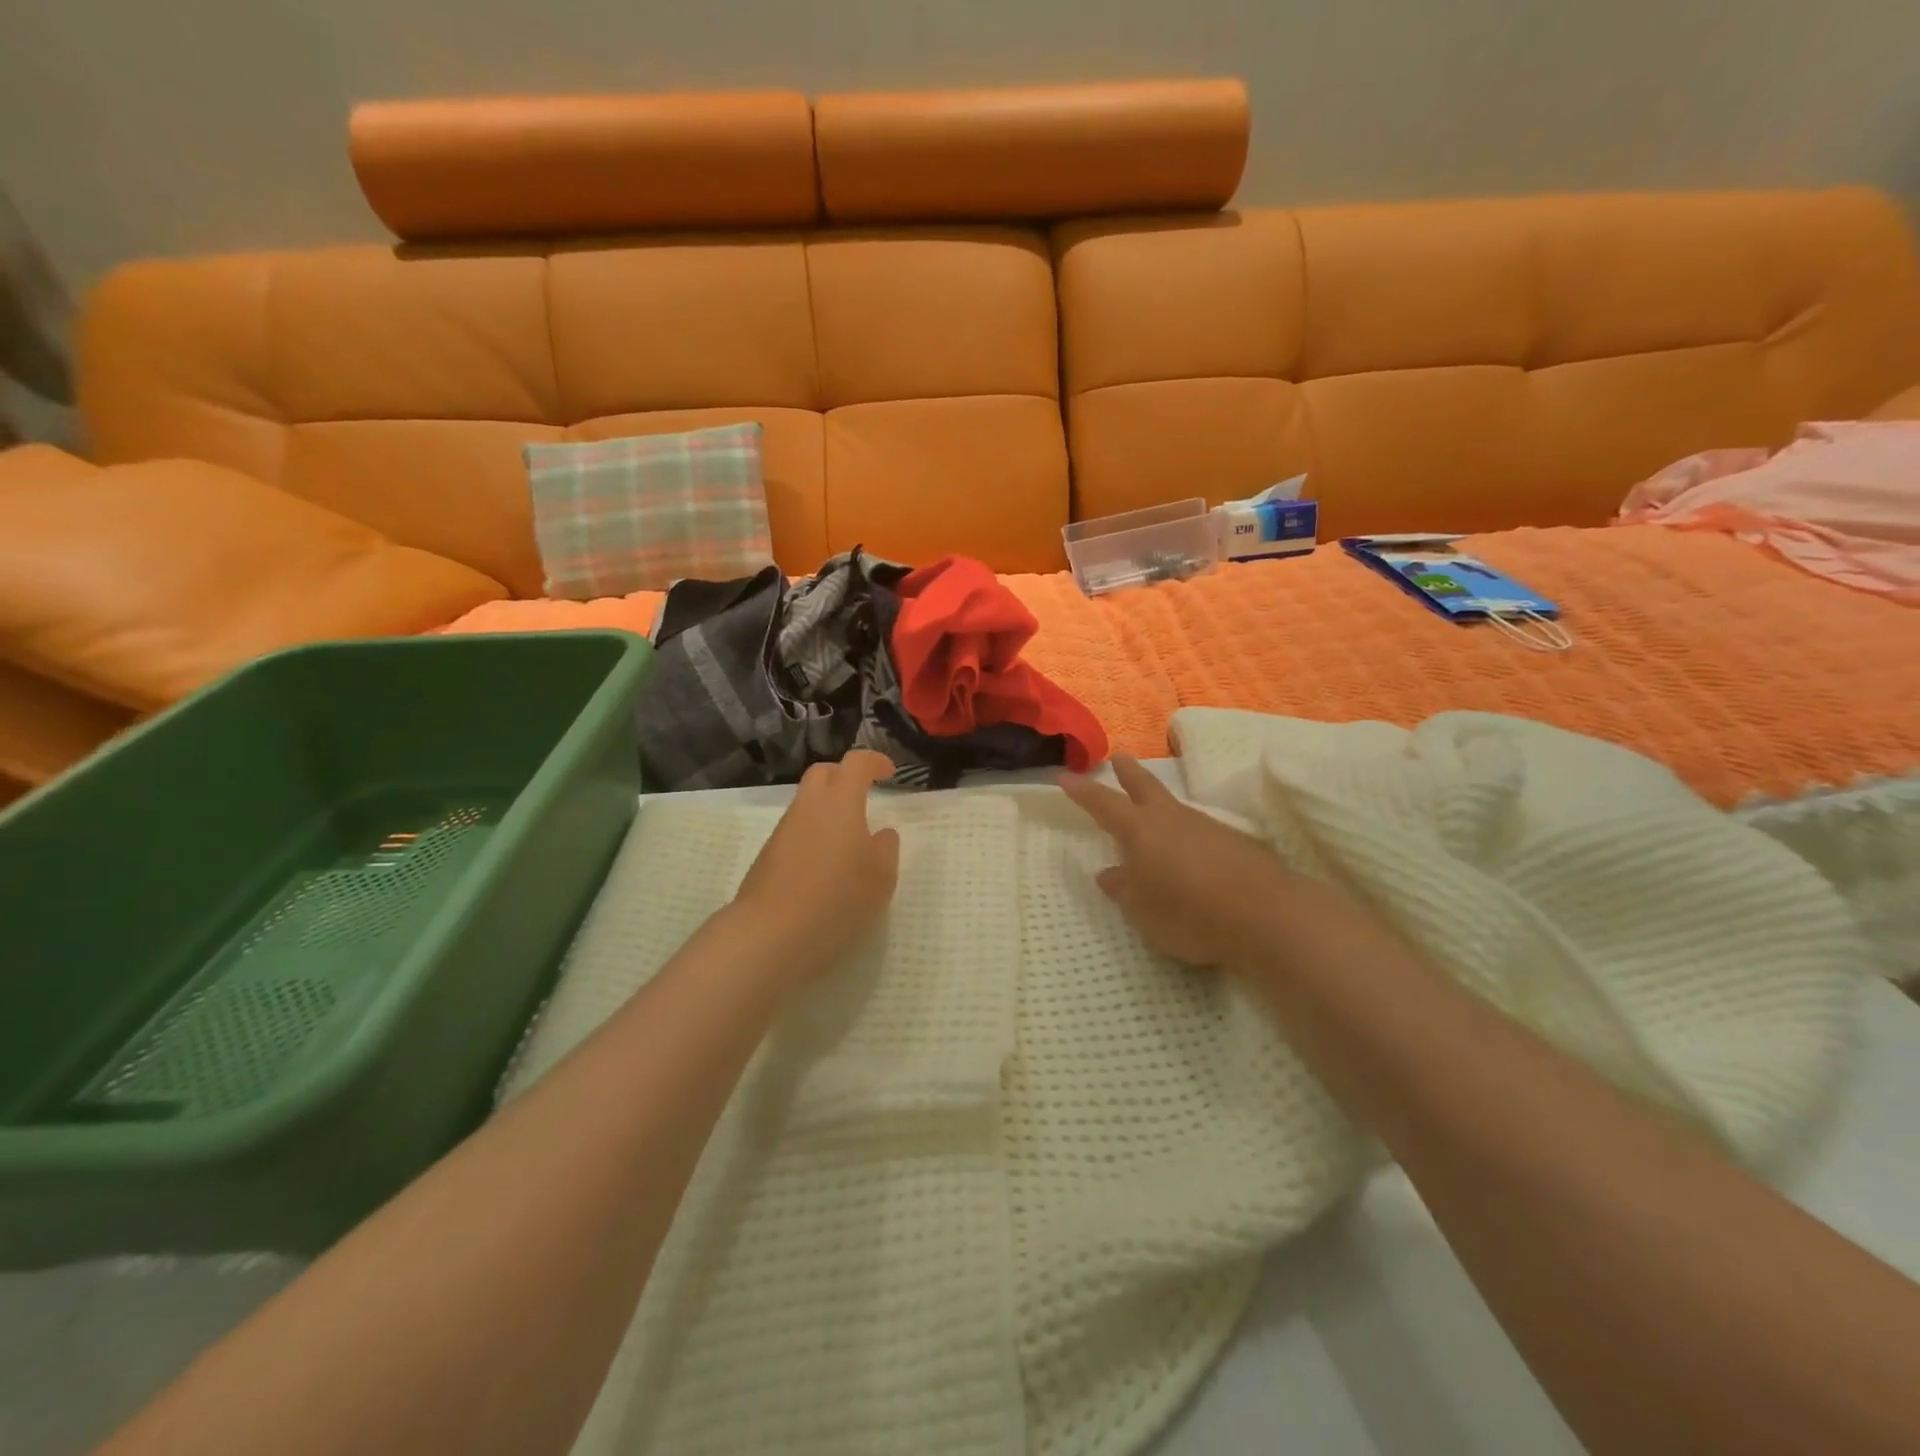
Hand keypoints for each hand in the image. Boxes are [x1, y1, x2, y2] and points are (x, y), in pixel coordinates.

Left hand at [728, 750, 901, 985]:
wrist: (771, 934)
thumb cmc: (838, 900)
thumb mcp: (881, 879)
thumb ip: (886, 849)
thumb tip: (882, 834)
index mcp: (840, 803)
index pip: (856, 764)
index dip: (874, 762)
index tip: (889, 772)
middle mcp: (808, 807)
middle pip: (823, 773)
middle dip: (844, 776)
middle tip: (863, 795)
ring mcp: (783, 831)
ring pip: (807, 803)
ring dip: (827, 809)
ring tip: (848, 840)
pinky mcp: (768, 855)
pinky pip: (796, 831)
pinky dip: (813, 834)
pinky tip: (825, 866)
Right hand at [1059, 754, 1289, 965]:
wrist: (1265, 914)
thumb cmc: (1188, 912)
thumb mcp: (1142, 910)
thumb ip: (1124, 889)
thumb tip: (1109, 873)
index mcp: (1140, 830)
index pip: (1103, 804)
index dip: (1082, 792)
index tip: (1065, 776)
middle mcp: (1171, 819)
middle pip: (1145, 786)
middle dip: (1128, 771)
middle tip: (1118, 755)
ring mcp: (1206, 827)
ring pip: (1174, 807)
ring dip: (1159, 802)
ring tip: (1150, 809)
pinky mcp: (1234, 842)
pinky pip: (1198, 830)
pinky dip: (1185, 832)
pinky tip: (1188, 849)